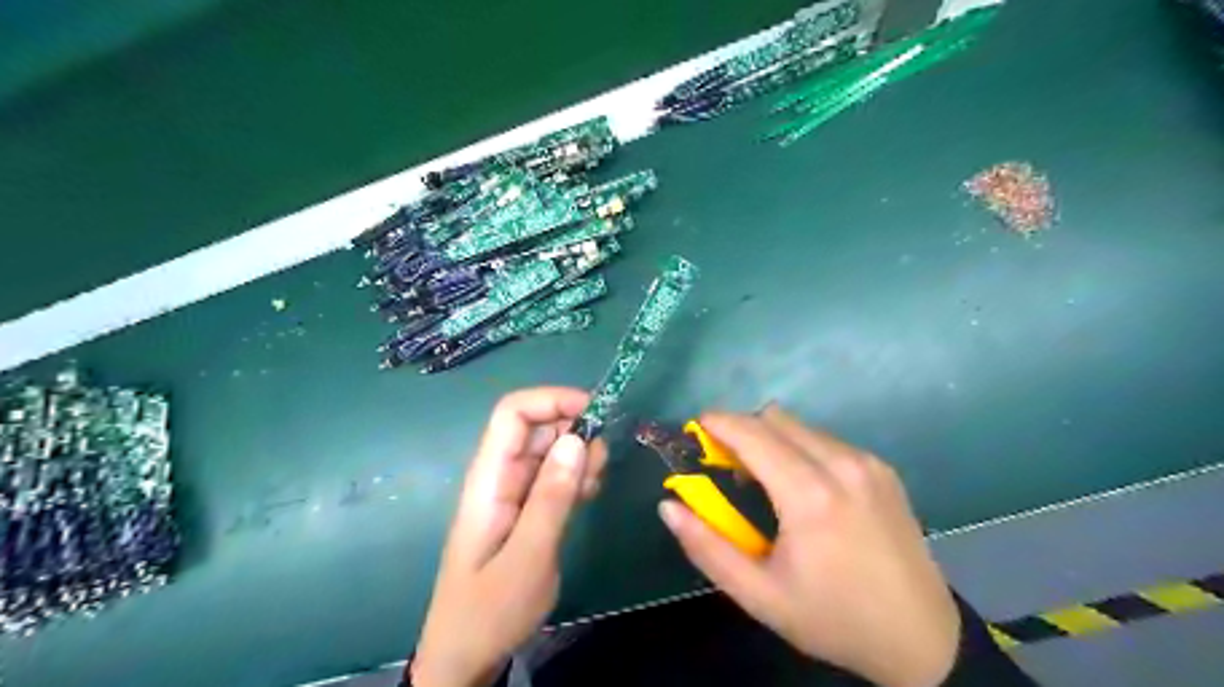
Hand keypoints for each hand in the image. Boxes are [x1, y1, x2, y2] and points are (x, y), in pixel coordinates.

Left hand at [411, 387, 606, 686]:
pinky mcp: (528, 508)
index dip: (552, 400)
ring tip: (595, 485)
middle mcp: (501, 475)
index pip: (513, 413)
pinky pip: (556, 475)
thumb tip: (578, 438)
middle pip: (537, 427)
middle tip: (601, 463)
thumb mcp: (527, 556)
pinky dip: (577, 475)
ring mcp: (515, 491)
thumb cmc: (489, 610)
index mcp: (489, 478)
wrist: (467, 655)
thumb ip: (552, 497)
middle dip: (575, 430)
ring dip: (580, 455)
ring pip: (551, 450)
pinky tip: (589, 496)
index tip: (596, 412)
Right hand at [660, 405, 955, 686]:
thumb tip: (668, 506)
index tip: (696, 430)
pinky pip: (826, 439)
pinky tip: (804, 489)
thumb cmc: (832, 618)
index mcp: (810, 496)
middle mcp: (842, 465)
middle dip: (742, 430)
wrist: (921, 638)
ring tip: (766, 483)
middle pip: (774, 418)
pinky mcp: (882, 468)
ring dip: (772, 439)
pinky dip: (801, 449)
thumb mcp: (759, 596)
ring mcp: (867, 462)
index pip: (752, 434)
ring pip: (800, 426)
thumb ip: (707, 547)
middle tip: (727, 466)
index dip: (718, 423)